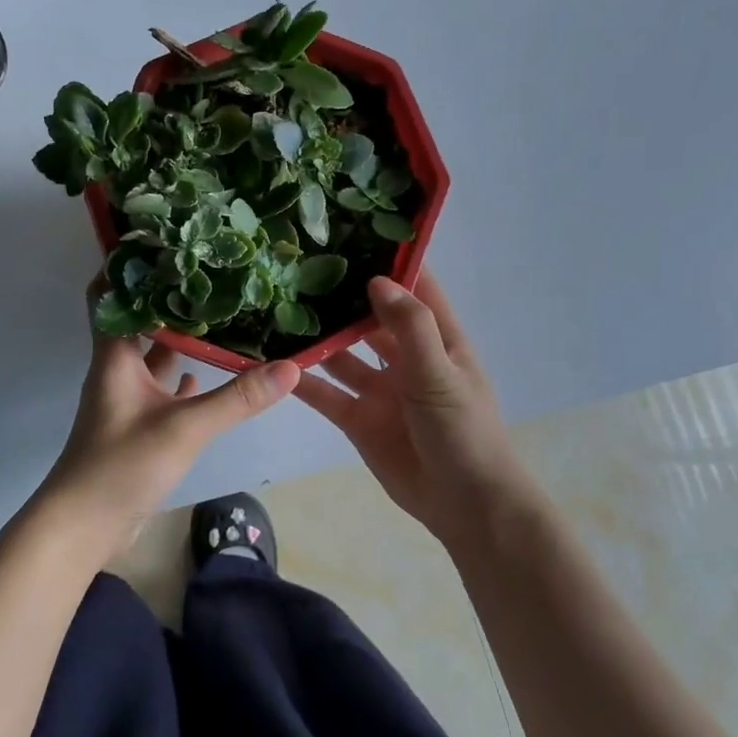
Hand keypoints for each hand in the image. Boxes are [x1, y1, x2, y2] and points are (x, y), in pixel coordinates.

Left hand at [41, 288, 299, 557]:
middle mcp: (118, 369)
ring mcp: (127, 398)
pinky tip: (206, 370)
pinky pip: (161, 389)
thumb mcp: (184, 428)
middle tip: (209, 272)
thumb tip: (291, 367)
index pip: (110, 294)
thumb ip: (237, 399)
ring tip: (218, 313)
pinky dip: (181, 376)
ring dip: (179, 336)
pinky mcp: (137, 425)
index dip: (126, 264)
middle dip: (169, 297)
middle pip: (139, 320)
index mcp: (115, 356)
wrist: (84, 525)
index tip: (162, 238)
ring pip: (153, 355)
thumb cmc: (122, 465)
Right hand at [294, 274, 537, 546]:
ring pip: (342, 354)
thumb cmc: (463, 432)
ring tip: (277, 307)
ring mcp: (380, 389)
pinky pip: (326, 392)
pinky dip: (304, 379)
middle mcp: (406, 357)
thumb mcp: (440, 374)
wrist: (465, 506)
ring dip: (317, 337)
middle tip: (296, 267)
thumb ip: (410, 327)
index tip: (352, 231)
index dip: (389, 261)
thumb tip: (376, 280)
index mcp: (437, 339)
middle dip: (341, 297)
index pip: (414, 287)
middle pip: (369, 318)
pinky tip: (273, 360)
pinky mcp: (358, 419)